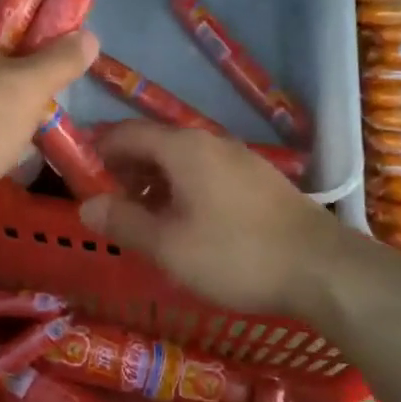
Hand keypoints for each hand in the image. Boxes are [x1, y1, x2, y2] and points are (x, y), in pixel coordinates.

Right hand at [79, 120, 341, 316]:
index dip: (97, 150)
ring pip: (182, 161)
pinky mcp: (259, 181)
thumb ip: (123, 222)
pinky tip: (184, 223)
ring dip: (154, 183)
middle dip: (125, 169)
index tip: (77, 174)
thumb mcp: (167, 245)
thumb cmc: (235, 255)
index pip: (125, 132)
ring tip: (141, 219)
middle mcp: (210, 141)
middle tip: (107, 204)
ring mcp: (239, 159)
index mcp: (183, 147)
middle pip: (154, 144)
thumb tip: (87, 205)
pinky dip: (182, 190)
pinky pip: (206, 174)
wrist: (322, 269)